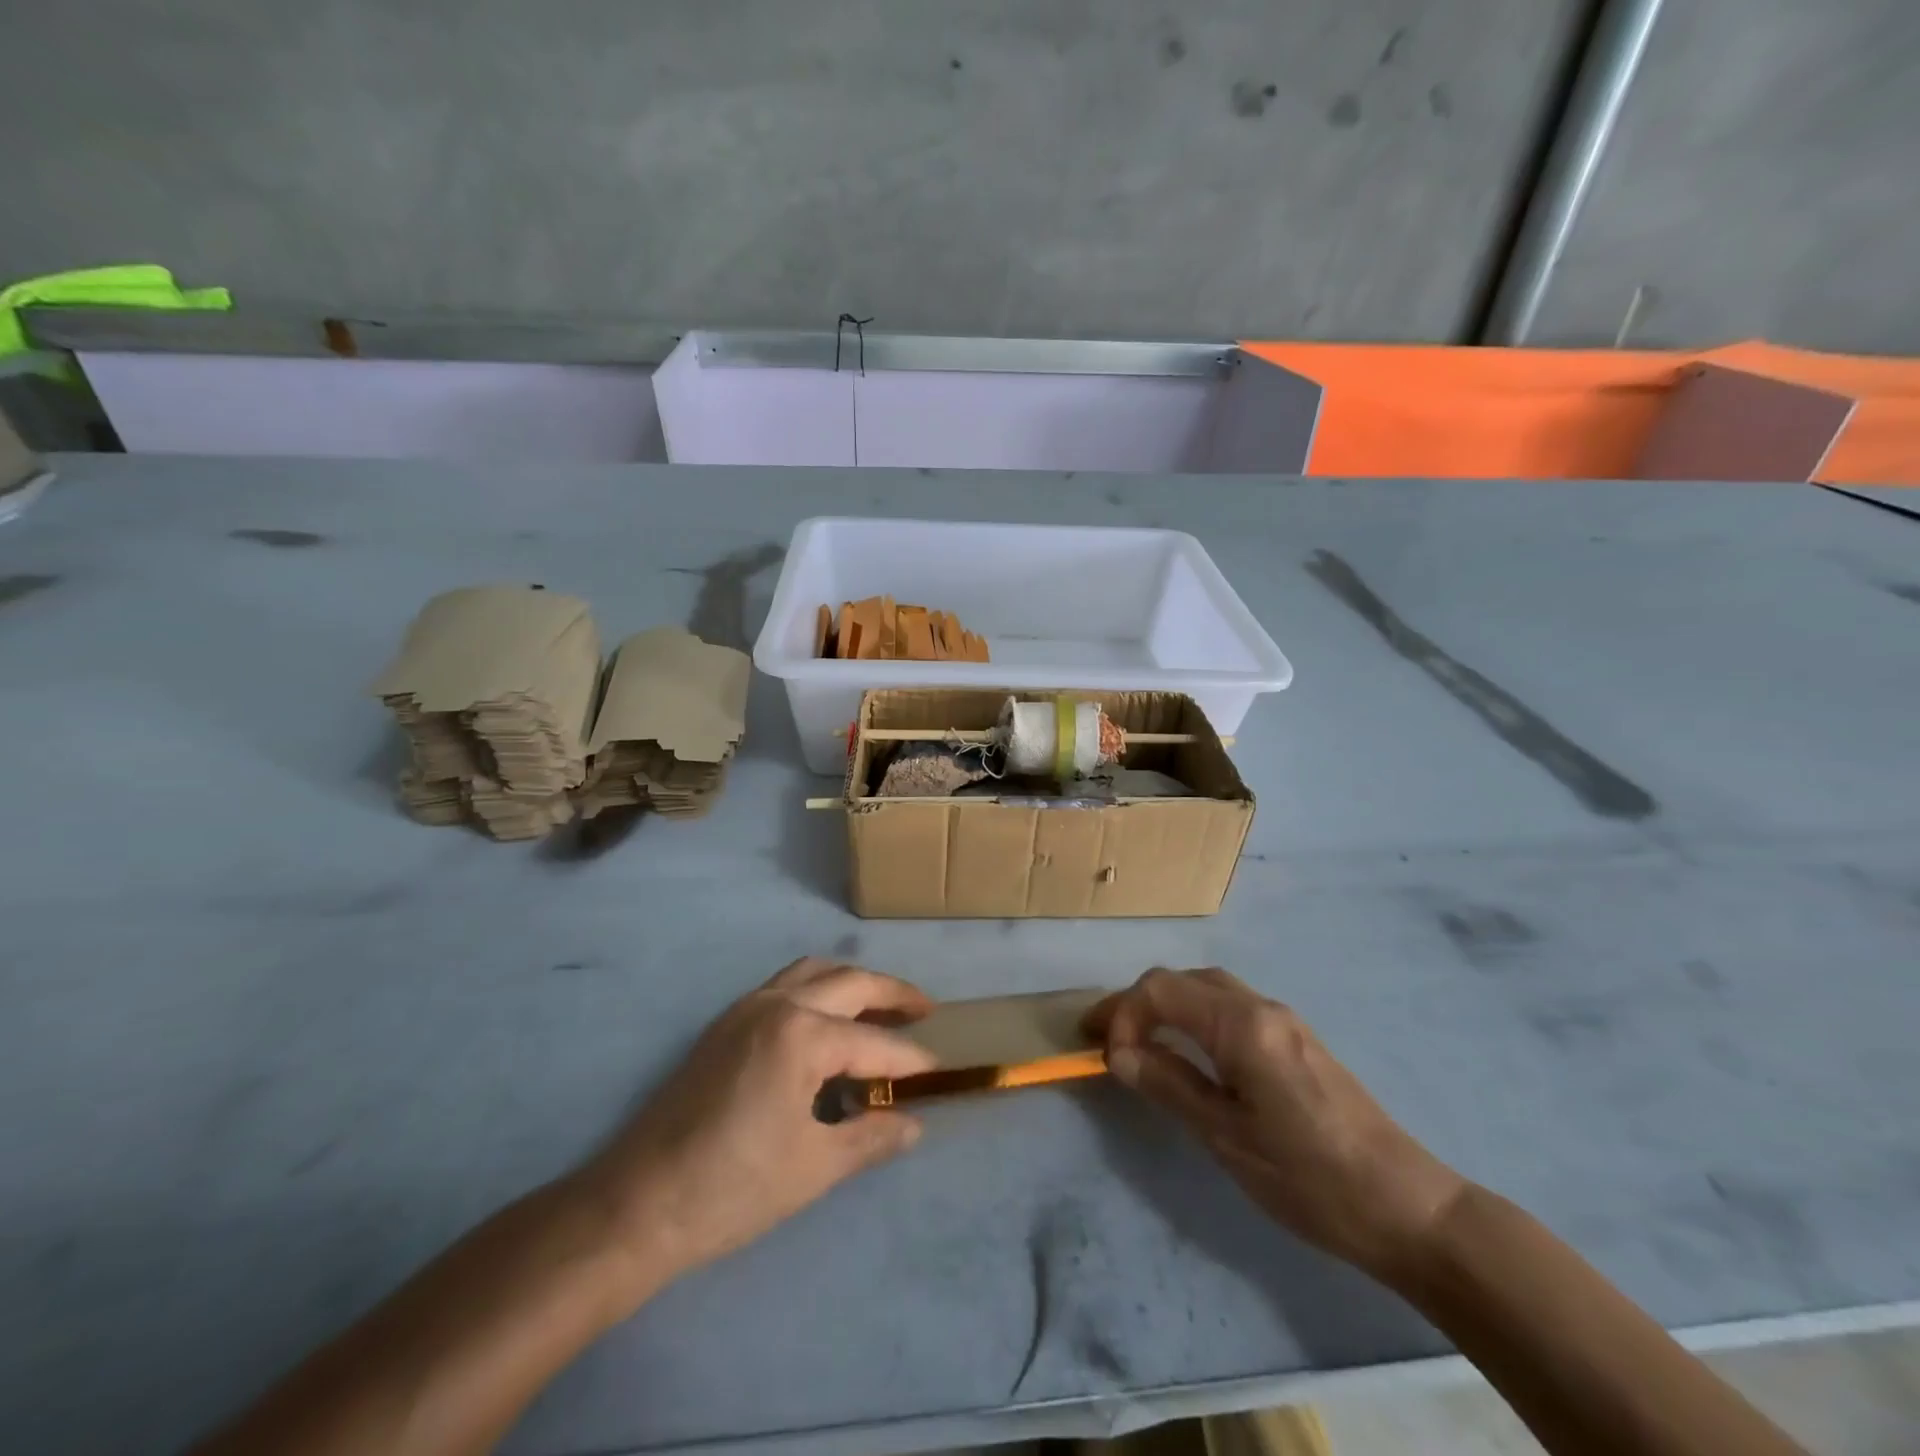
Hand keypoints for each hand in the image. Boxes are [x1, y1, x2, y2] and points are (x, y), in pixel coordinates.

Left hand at [577, 957, 937, 1295]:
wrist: (638, 1204)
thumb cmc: (733, 1188)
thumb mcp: (814, 1167)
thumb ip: (871, 1137)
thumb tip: (913, 1124)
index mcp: (802, 1035)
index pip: (874, 1044)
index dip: (911, 1060)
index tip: (940, 1069)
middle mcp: (777, 1005)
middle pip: (850, 983)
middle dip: (892, 994)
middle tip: (925, 1010)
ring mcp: (746, 1008)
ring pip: (814, 972)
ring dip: (852, 983)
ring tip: (880, 1009)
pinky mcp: (725, 1023)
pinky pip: (786, 986)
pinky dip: (818, 990)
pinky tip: (827, 1024)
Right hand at [1088, 967, 1466, 1278]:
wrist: (1407, 1207)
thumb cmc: (1310, 1178)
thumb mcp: (1226, 1137)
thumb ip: (1169, 1085)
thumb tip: (1119, 1055)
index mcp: (1242, 1024)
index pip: (1161, 989)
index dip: (1123, 1014)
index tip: (1108, 1059)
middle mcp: (1261, 1006)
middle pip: (1182, 979)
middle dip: (1137, 1003)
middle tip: (1106, 1040)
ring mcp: (1282, 1019)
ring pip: (1207, 989)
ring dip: (1166, 1006)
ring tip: (1138, 1043)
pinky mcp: (1295, 1039)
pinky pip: (1230, 1006)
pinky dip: (1194, 1016)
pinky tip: (1188, 1051)